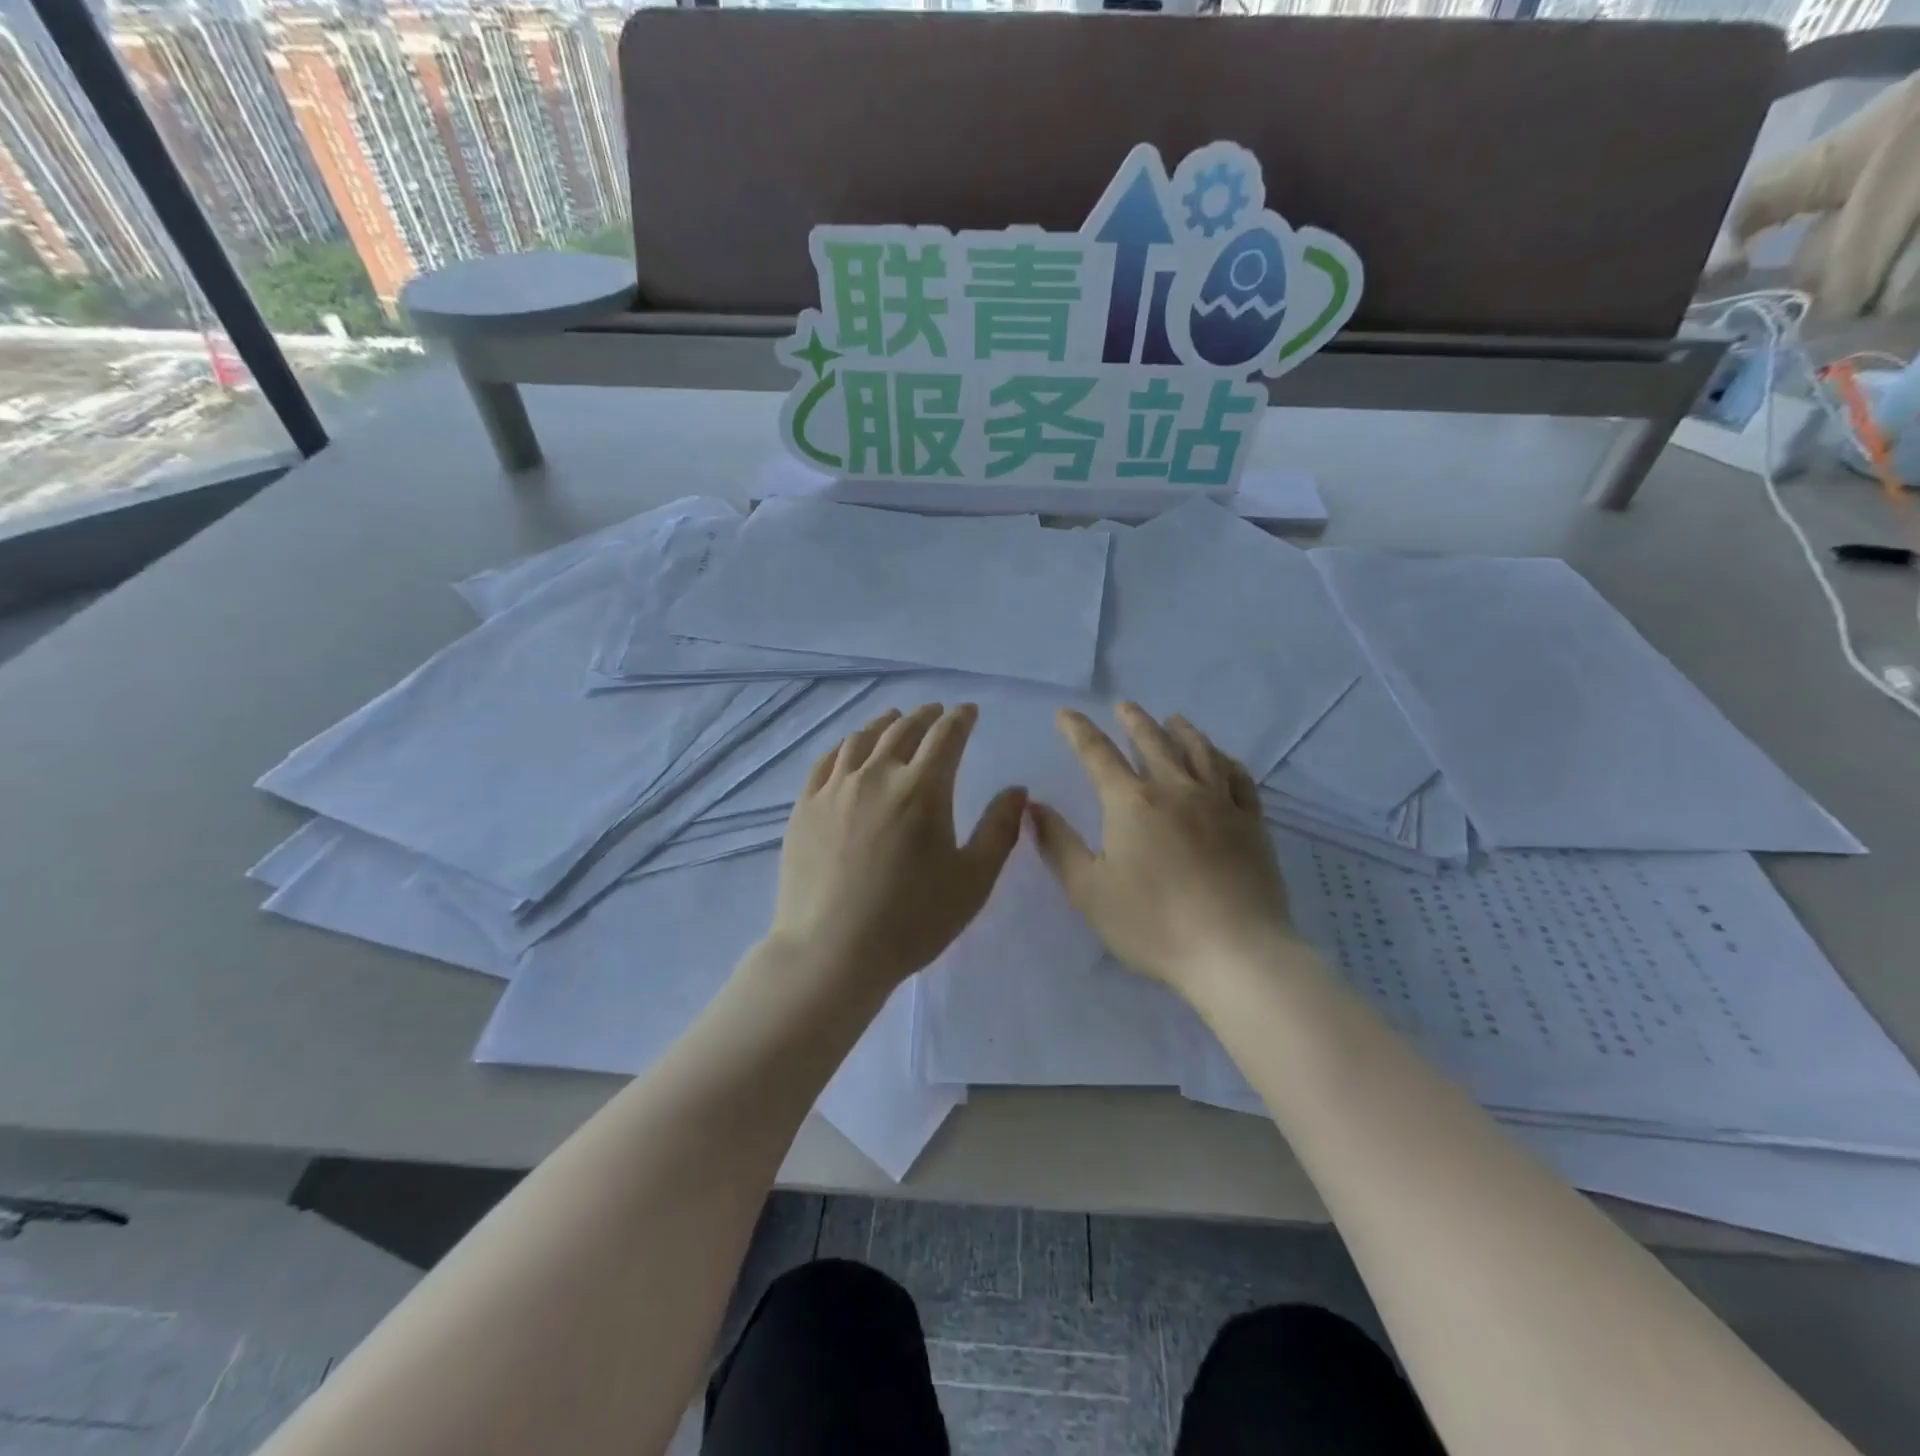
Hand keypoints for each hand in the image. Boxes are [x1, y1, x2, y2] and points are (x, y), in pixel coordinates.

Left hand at [767, 703, 1026, 999]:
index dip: (960, 718)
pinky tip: (850, 748)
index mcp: (922, 789)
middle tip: (936, 711)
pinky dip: (845, 745)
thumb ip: (1000, 829)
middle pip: (903, 730)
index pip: (946, 736)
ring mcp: (835, 789)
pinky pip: (827, 761)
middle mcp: (877, 775)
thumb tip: (1017, 790)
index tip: (968, 711)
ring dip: (884, 723)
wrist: (832, 951)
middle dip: (925, 715)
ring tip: (894, 719)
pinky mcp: (805, 807)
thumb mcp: (973, 880)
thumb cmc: (912, 920)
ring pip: (862, 739)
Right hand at [1028, 702, 1300, 1001]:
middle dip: (1135, 721)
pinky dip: (1226, 761)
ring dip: (1183, 731)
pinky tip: (1223, 759)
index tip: (1067, 714)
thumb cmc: (1152, 923)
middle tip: (1125, 706)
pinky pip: (1239, 779)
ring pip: (1200, 753)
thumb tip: (1033, 806)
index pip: (1098, 755)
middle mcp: (1176, 790)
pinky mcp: (1252, 824)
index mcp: (1131, 803)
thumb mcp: (1088, 890)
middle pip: (1153, 743)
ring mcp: (1219, 804)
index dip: (1079, 731)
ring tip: (1174, 719)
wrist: (1235, 952)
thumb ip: (1057, 844)